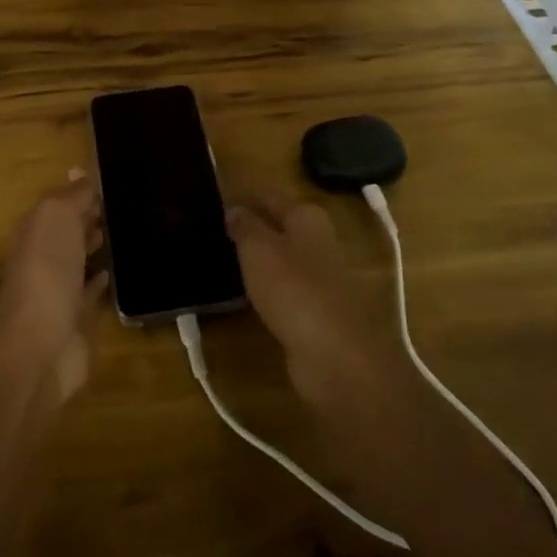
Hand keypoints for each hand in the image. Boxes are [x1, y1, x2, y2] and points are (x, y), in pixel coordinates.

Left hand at [0, 172, 108, 404]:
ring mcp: (59, 289)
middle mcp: (43, 257)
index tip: (112, 179)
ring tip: (126, 230)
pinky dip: (102, 280)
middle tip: (124, 203)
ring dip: (95, 245)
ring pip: (79, 259)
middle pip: (68, 230)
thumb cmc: (46, 271)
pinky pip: (91, 292)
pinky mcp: (76, 319)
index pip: (60, 203)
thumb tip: (80, 172)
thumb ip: (72, 196)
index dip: (82, 191)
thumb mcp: (57, 219)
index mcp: (35, 230)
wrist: (39, 345)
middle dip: (89, 216)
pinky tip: (117, 271)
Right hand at [227, 201, 405, 411]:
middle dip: (255, 230)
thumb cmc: (295, 290)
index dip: (245, 200)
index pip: (270, 198)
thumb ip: (245, 226)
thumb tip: (235, 208)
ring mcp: (323, 280)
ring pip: (285, 262)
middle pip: (281, 229)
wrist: (339, 357)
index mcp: (308, 218)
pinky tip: (251, 299)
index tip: (217, 205)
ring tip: (228, 266)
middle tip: (217, 235)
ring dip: (262, 263)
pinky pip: (288, 293)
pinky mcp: (321, 314)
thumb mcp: (259, 250)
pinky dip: (271, 293)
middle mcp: (320, 243)